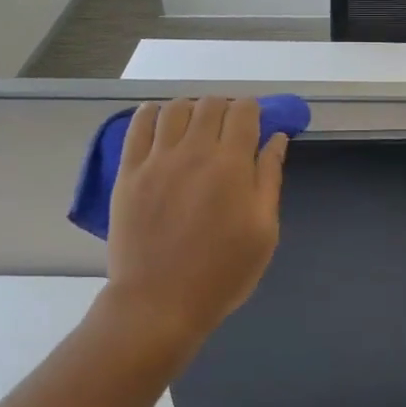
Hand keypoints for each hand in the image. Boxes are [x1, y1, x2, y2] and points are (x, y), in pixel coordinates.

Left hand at [104, 97, 286, 344]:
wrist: (160, 301)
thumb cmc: (223, 272)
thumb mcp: (264, 231)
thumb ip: (269, 178)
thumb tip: (277, 138)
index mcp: (232, 165)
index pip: (245, 112)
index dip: (254, 110)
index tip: (256, 124)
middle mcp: (194, 151)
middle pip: (210, 104)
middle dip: (225, 108)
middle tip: (229, 130)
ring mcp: (156, 159)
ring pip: (174, 108)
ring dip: (191, 109)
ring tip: (195, 127)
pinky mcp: (129, 172)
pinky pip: (137, 126)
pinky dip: (151, 114)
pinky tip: (159, 121)